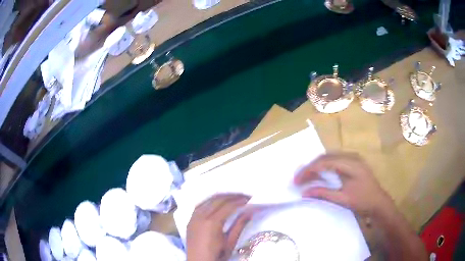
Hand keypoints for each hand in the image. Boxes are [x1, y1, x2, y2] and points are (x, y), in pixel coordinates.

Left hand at [186, 193, 255, 260]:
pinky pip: (200, 205)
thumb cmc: (216, 255)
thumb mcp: (230, 242)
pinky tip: (216, 202)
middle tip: (244, 196)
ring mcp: (193, 217)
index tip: (250, 198)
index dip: (240, 201)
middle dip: (232, 196)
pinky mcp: (190, 220)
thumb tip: (250, 212)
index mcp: (212, 223)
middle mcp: (201, 216)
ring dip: (221, 196)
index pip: (228, 206)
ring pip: (207, 200)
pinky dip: (210, 201)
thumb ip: (239, 225)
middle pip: (217, 199)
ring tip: (232, 197)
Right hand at [294, 153, 393, 215]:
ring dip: (317, 166)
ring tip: (307, 177)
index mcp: (350, 163)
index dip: (308, 170)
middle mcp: (351, 156)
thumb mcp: (342, 199)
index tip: (297, 181)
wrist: (379, 202)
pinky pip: (335, 160)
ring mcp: (353, 158)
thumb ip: (323, 193)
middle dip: (310, 167)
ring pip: (330, 157)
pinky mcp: (354, 162)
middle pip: (326, 157)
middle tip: (299, 179)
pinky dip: (325, 167)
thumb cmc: (362, 201)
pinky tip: (320, 174)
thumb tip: (304, 192)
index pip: (324, 162)